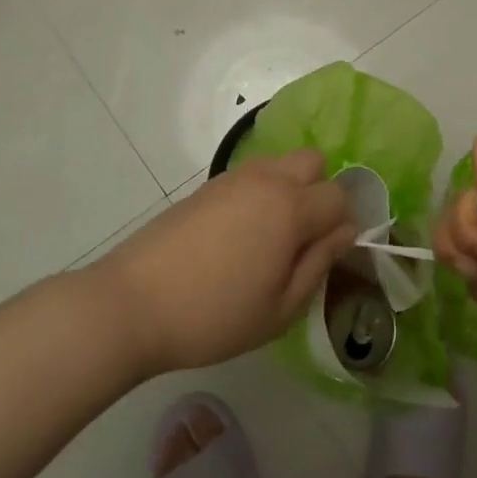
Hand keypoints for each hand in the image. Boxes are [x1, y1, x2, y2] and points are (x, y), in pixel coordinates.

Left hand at [97, 149, 354, 373]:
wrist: (132, 304)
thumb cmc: (214, 316)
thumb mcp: (279, 309)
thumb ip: (319, 264)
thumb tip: (344, 232)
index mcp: (290, 209)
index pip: (338, 196)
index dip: (341, 224)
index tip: (325, 254)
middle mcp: (266, 181)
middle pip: (312, 161)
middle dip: (318, 190)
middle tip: (301, 236)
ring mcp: (232, 179)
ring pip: (279, 163)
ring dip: (288, 188)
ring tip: (269, 236)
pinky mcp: (205, 187)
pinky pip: (249, 175)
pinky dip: (258, 193)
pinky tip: (238, 235)